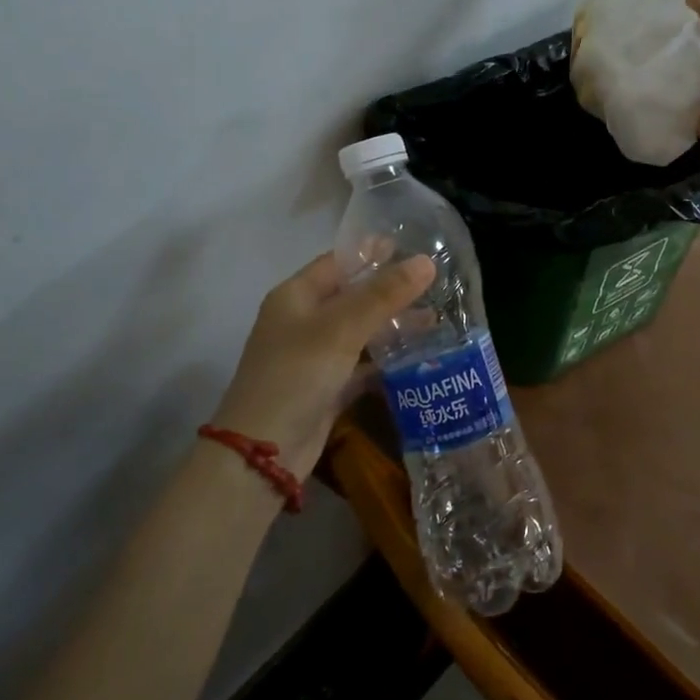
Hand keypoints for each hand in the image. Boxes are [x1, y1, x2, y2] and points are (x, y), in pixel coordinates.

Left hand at [211, 253, 435, 480]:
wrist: (264, 452)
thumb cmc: (296, 375)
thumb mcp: (341, 329)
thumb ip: (384, 294)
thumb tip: (426, 261)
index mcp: (296, 296)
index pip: (338, 262)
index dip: (372, 253)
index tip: (413, 246)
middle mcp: (304, 322)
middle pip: (353, 296)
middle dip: (391, 291)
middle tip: (435, 284)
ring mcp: (315, 357)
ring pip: (361, 332)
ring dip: (393, 326)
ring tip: (436, 320)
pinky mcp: (328, 388)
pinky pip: (363, 365)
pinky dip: (388, 360)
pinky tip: (420, 356)